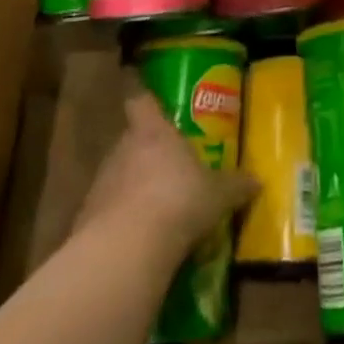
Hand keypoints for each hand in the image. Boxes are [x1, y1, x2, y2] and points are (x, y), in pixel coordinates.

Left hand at [78, 91, 257, 257]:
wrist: (127, 250)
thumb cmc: (178, 201)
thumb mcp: (217, 194)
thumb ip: (235, 186)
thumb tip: (257, 181)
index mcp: (153, 132)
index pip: (141, 101)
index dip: (143, 97)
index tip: (144, 94)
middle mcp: (122, 150)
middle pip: (131, 141)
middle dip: (146, 151)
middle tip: (168, 164)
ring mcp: (101, 185)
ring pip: (118, 177)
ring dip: (133, 188)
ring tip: (156, 207)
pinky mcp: (86, 221)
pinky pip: (108, 213)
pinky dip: (121, 222)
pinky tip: (139, 240)